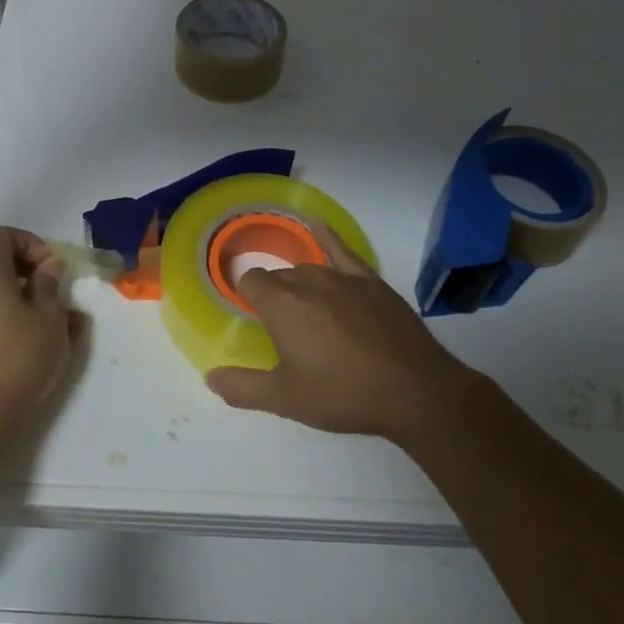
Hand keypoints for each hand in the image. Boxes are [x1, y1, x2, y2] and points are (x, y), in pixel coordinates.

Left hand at [0, 227, 81, 436]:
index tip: (51, 268)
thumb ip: (50, 284)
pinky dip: (8, 313)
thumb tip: (48, 267)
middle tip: (55, 292)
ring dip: (22, 294)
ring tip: (51, 320)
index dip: (30, 243)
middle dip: (30, 269)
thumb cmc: (22, 355)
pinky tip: (32, 339)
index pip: (2, 235)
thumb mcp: (50, 317)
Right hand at [207, 222, 478, 447]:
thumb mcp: (285, 399)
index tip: (253, 319)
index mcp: (280, 304)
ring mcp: (342, 277)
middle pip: (278, 276)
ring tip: (305, 310)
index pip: (250, 282)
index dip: (247, 298)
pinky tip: (317, 224)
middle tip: (282, 329)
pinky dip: (326, 235)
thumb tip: (210, 376)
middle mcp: (306, 280)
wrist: (414, 390)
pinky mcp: (371, 280)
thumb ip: (242, 387)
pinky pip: (341, 248)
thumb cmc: (343, 394)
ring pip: (306, 268)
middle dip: (273, 295)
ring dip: (299, 283)